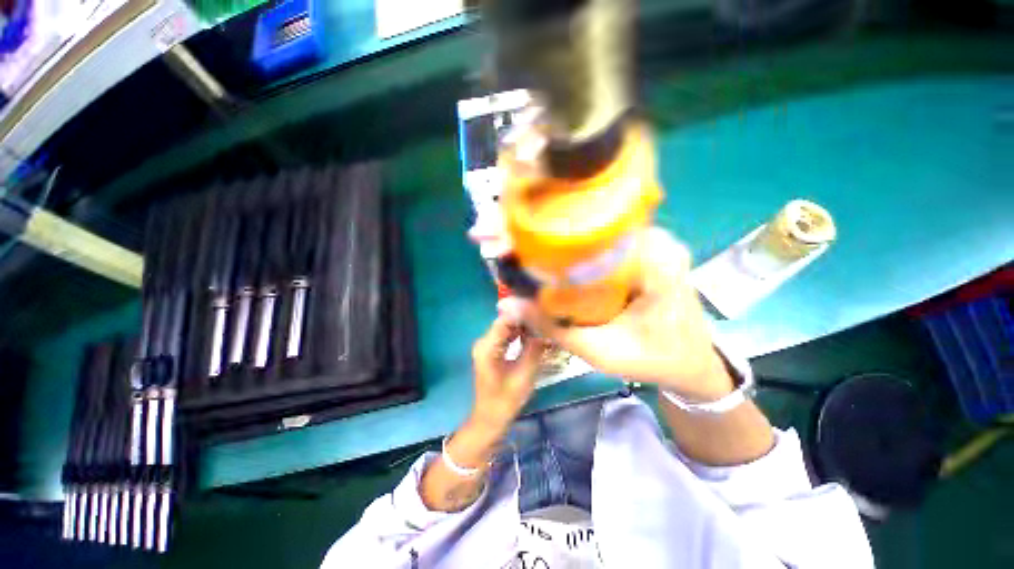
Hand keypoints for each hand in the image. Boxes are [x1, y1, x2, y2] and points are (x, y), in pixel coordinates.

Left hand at [469, 315, 548, 432]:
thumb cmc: (505, 400)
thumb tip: (547, 330)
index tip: (543, 314)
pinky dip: (520, 336)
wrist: (490, 419)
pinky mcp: (491, 351)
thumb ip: (534, 350)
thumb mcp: (524, 375)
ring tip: (544, 328)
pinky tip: (534, 337)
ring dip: (525, 328)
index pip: (506, 319)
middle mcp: (484, 342)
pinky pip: (507, 336)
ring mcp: (487, 346)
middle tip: (547, 322)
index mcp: (488, 346)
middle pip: (507, 322)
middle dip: (527, 320)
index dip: (524, 314)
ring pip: (508, 328)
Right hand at [498, 228, 733, 401]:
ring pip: (585, 229)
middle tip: (491, 234)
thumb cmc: (656, 360)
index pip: (589, 226)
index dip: (540, 228)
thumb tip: (509, 306)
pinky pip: (592, 242)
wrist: (692, 363)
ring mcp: (643, 241)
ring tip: (504, 241)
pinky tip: (534, 253)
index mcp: (654, 256)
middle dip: (532, 227)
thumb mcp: (603, 350)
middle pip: (583, 222)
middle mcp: (650, 238)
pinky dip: (562, 248)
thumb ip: (554, 328)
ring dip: (543, 236)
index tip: (503, 233)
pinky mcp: (634, 251)